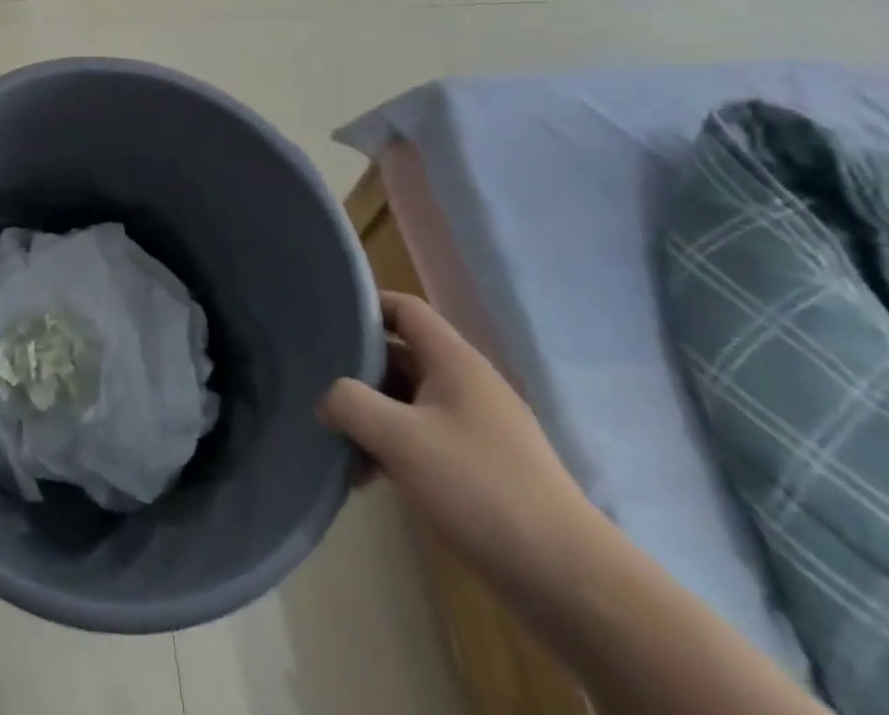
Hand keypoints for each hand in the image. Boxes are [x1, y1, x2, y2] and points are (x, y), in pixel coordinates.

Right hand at [320, 292, 597, 589]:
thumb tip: (327, 398)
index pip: (404, 308)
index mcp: (455, 361)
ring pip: (409, 403)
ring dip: (372, 418)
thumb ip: (350, 403)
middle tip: (318, 388)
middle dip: (358, 372)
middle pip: (400, 356)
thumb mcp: (400, 439)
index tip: (325, 322)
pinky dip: (394, 450)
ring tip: (338, 444)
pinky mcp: (483, 469)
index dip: (366, 307)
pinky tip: (368, 478)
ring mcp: (478, 428)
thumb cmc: (480, 489)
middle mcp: (467, 384)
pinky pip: (425, 440)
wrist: (570, 582)